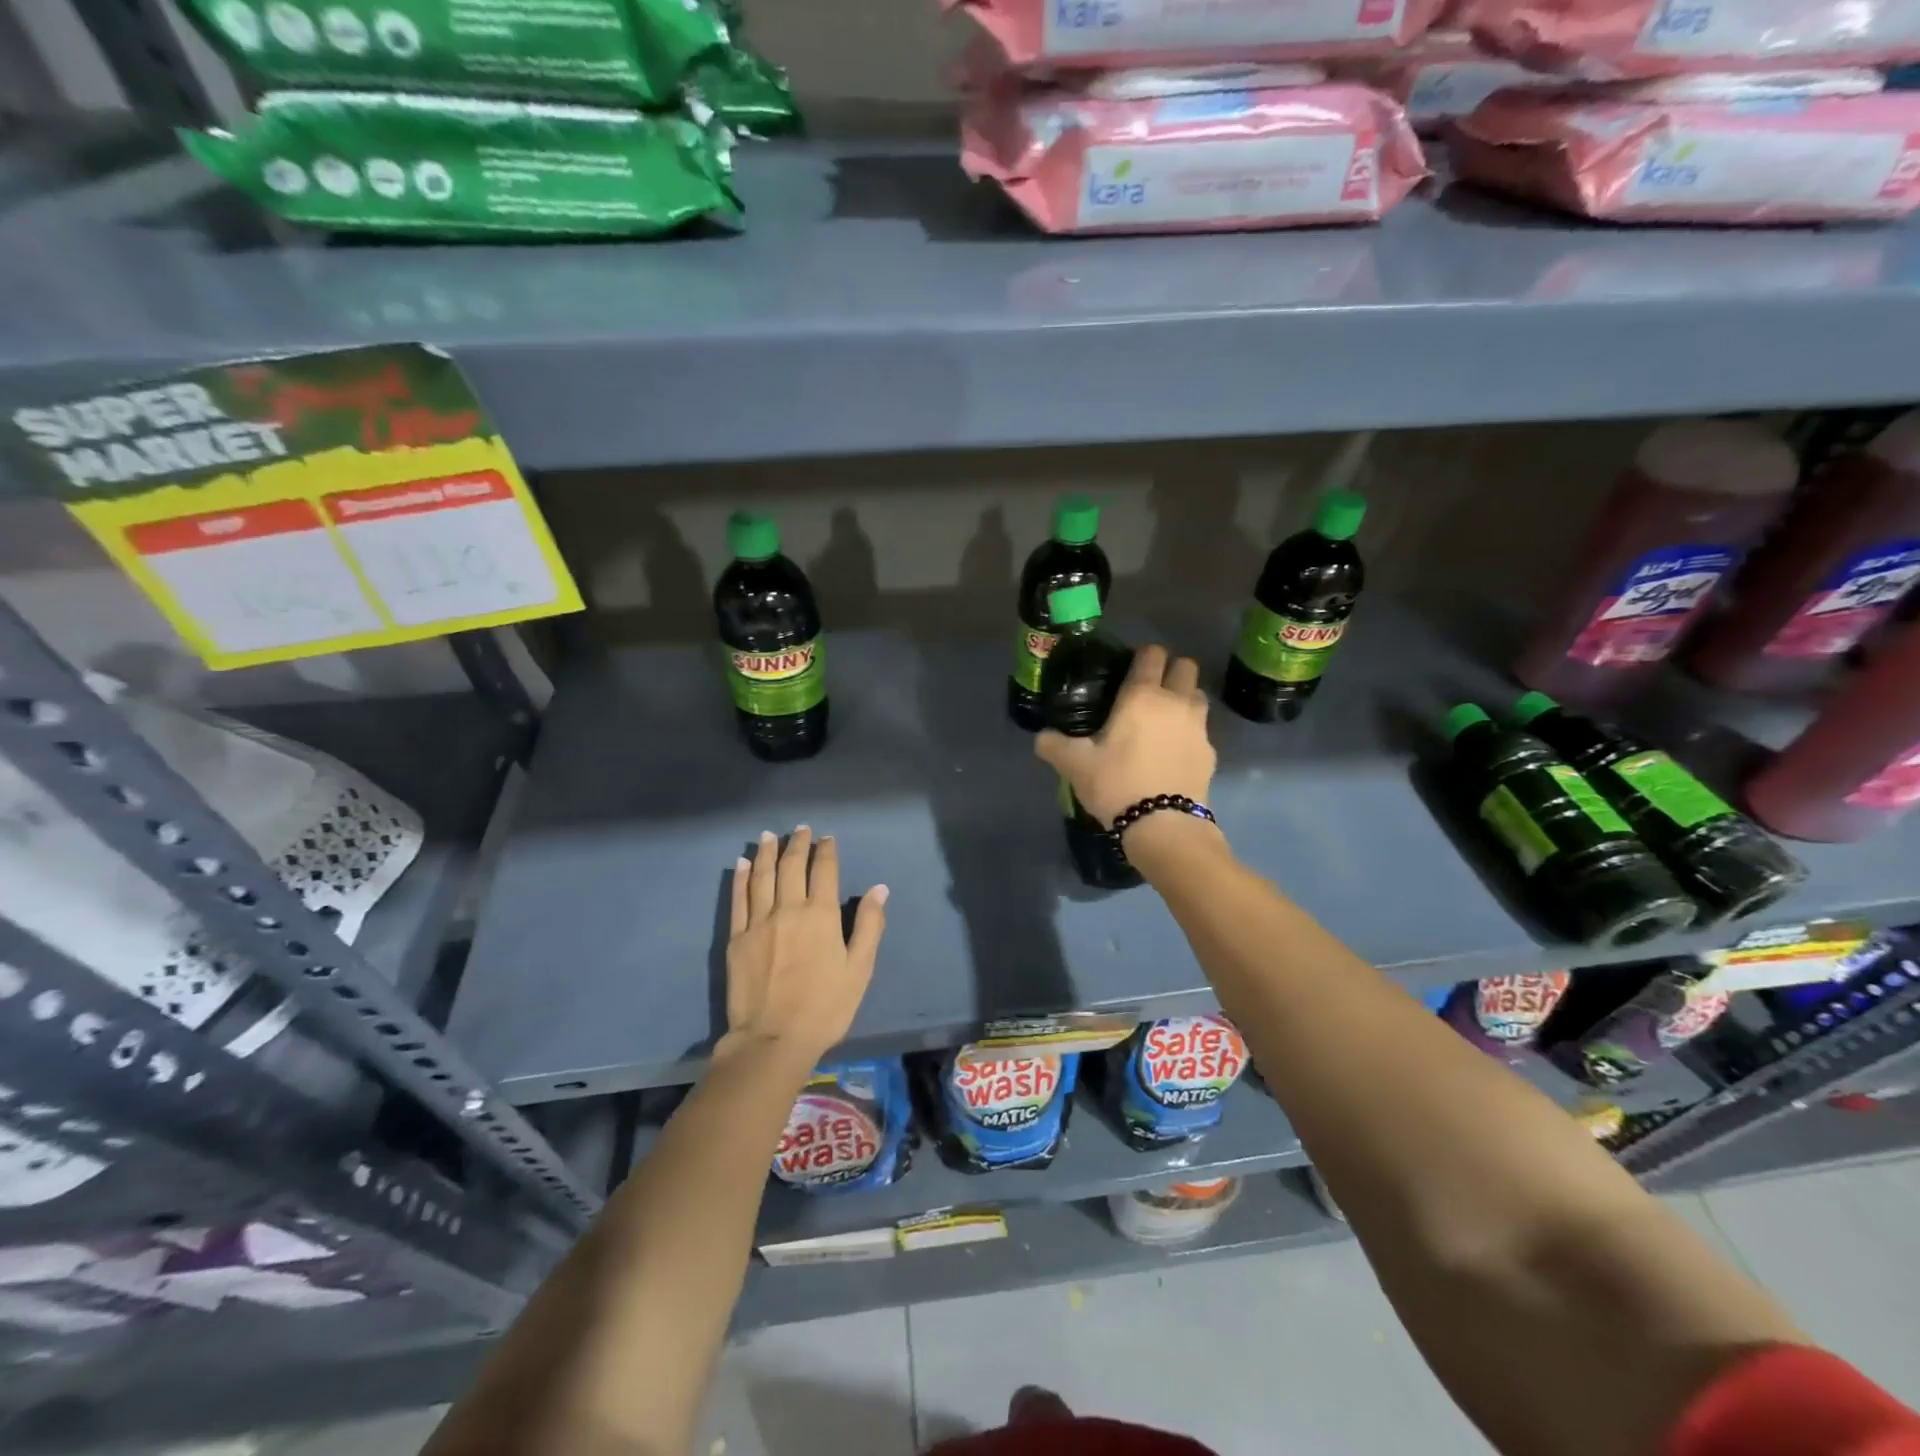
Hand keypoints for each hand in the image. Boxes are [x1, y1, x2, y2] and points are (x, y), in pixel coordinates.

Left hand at [723, 827, 887, 1066]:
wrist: (773, 1040)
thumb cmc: (825, 1007)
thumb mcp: (859, 969)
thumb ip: (869, 925)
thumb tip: (879, 889)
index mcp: (820, 915)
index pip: (824, 871)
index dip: (826, 851)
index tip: (827, 838)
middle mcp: (788, 909)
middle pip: (791, 867)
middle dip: (797, 844)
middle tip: (801, 829)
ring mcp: (758, 922)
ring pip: (762, 876)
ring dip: (766, 853)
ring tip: (769, 836)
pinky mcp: (737, 939)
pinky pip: (738, 900)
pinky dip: (740, 878)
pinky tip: (742, 864)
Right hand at [1034, 644, 1215, 826]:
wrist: (1164, 825)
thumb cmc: (1117, 784)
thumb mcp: (1075, 765)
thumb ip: (1054, 746)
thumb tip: (1041, 738)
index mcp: (1142, 695)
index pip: (1151, 654)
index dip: (1142, 655)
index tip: (1129, 668)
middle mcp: (1176, 702)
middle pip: (1185, 666)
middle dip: (1170, 670)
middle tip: (1149, 690)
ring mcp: (1199, 727)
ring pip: (1198, 695)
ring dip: (1185, 698)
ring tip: (1164, 719)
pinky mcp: (1211, 753)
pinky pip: (1202, 730)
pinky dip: (1190, 733)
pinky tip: (1173, 752)